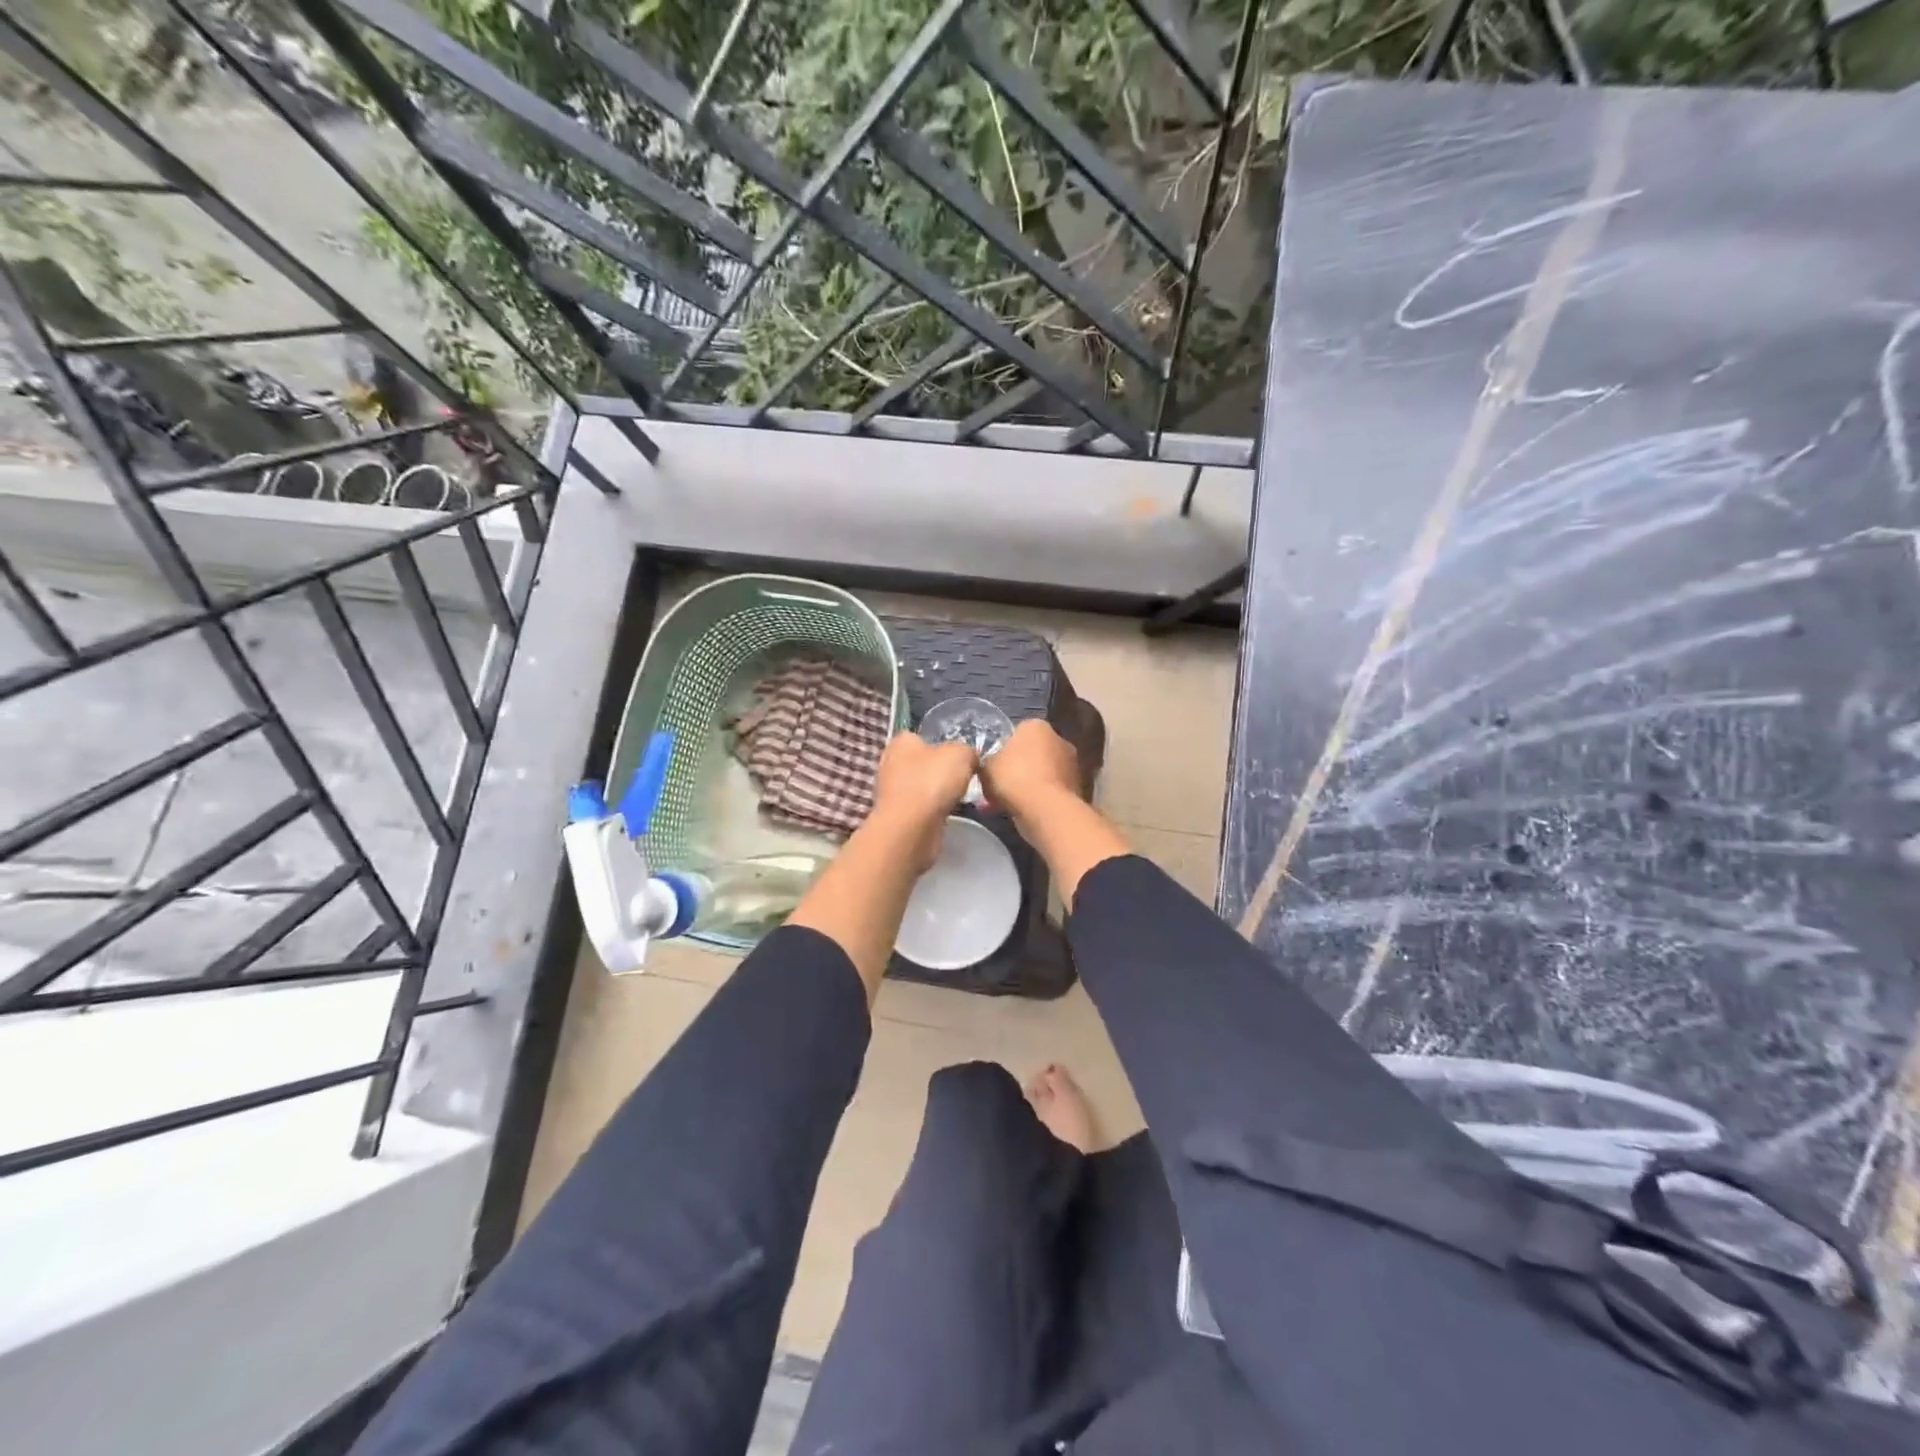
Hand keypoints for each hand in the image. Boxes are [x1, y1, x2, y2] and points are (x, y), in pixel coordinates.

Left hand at [868, 733, 977, 872]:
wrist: (912, 828)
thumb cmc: (933, 781)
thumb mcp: (962, 754)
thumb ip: (967, 752)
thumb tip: (969, 759)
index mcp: (901, 741)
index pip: (922, 736)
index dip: (942, 745)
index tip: (960, 757)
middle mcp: (890, 762)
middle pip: (922, 762)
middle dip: (940, 770)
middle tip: (963, 778)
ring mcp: (891, 791)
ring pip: (921, 786)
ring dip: (937, 792)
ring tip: (958, 798)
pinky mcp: (896, 815)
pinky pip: (920, 807)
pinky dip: (932, 811)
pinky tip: (946, 814)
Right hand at [978, 720, 1081, 826]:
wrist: (1045, 809)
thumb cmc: (1013, 777)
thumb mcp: (986, 767)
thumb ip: (988, 762)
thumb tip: (990, 764)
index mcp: (1036, 725)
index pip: (1017, 732)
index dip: (1003, 750)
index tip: (993, 766)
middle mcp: (1059, 738)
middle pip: (1032, 753)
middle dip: (1018, 768)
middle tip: (1000, 786)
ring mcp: (1072, 763)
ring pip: (1042, 773)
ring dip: (1029, 785)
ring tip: (1009, 805)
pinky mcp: (1078, 787)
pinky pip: (1050, 791)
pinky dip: (1039, 799)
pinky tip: (1024, 812)